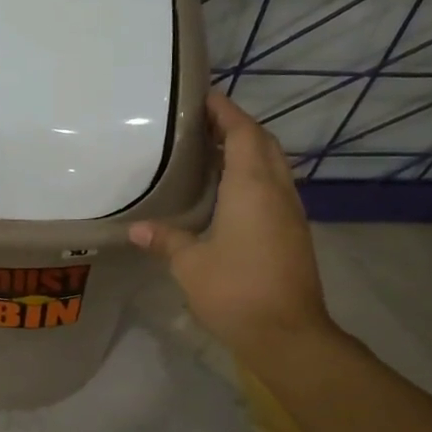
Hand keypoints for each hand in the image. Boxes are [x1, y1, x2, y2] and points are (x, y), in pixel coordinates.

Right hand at [129, 92, 333, 359]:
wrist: (288, 334)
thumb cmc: (235, 291)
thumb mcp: (190, 264)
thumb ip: (166, 239)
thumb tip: (137, 228)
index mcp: (252, 186)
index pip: (243, 132)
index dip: (225, 111)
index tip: (202, 97)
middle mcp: (277, 190)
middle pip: (263, 143)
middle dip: (236, 127)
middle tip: (201, 125)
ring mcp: (291, 212)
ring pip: (273, 165)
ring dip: (248, 151)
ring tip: (211, 153)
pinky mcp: (294, 233)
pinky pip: (274, 188)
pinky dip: (254, 176)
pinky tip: (229, 193)